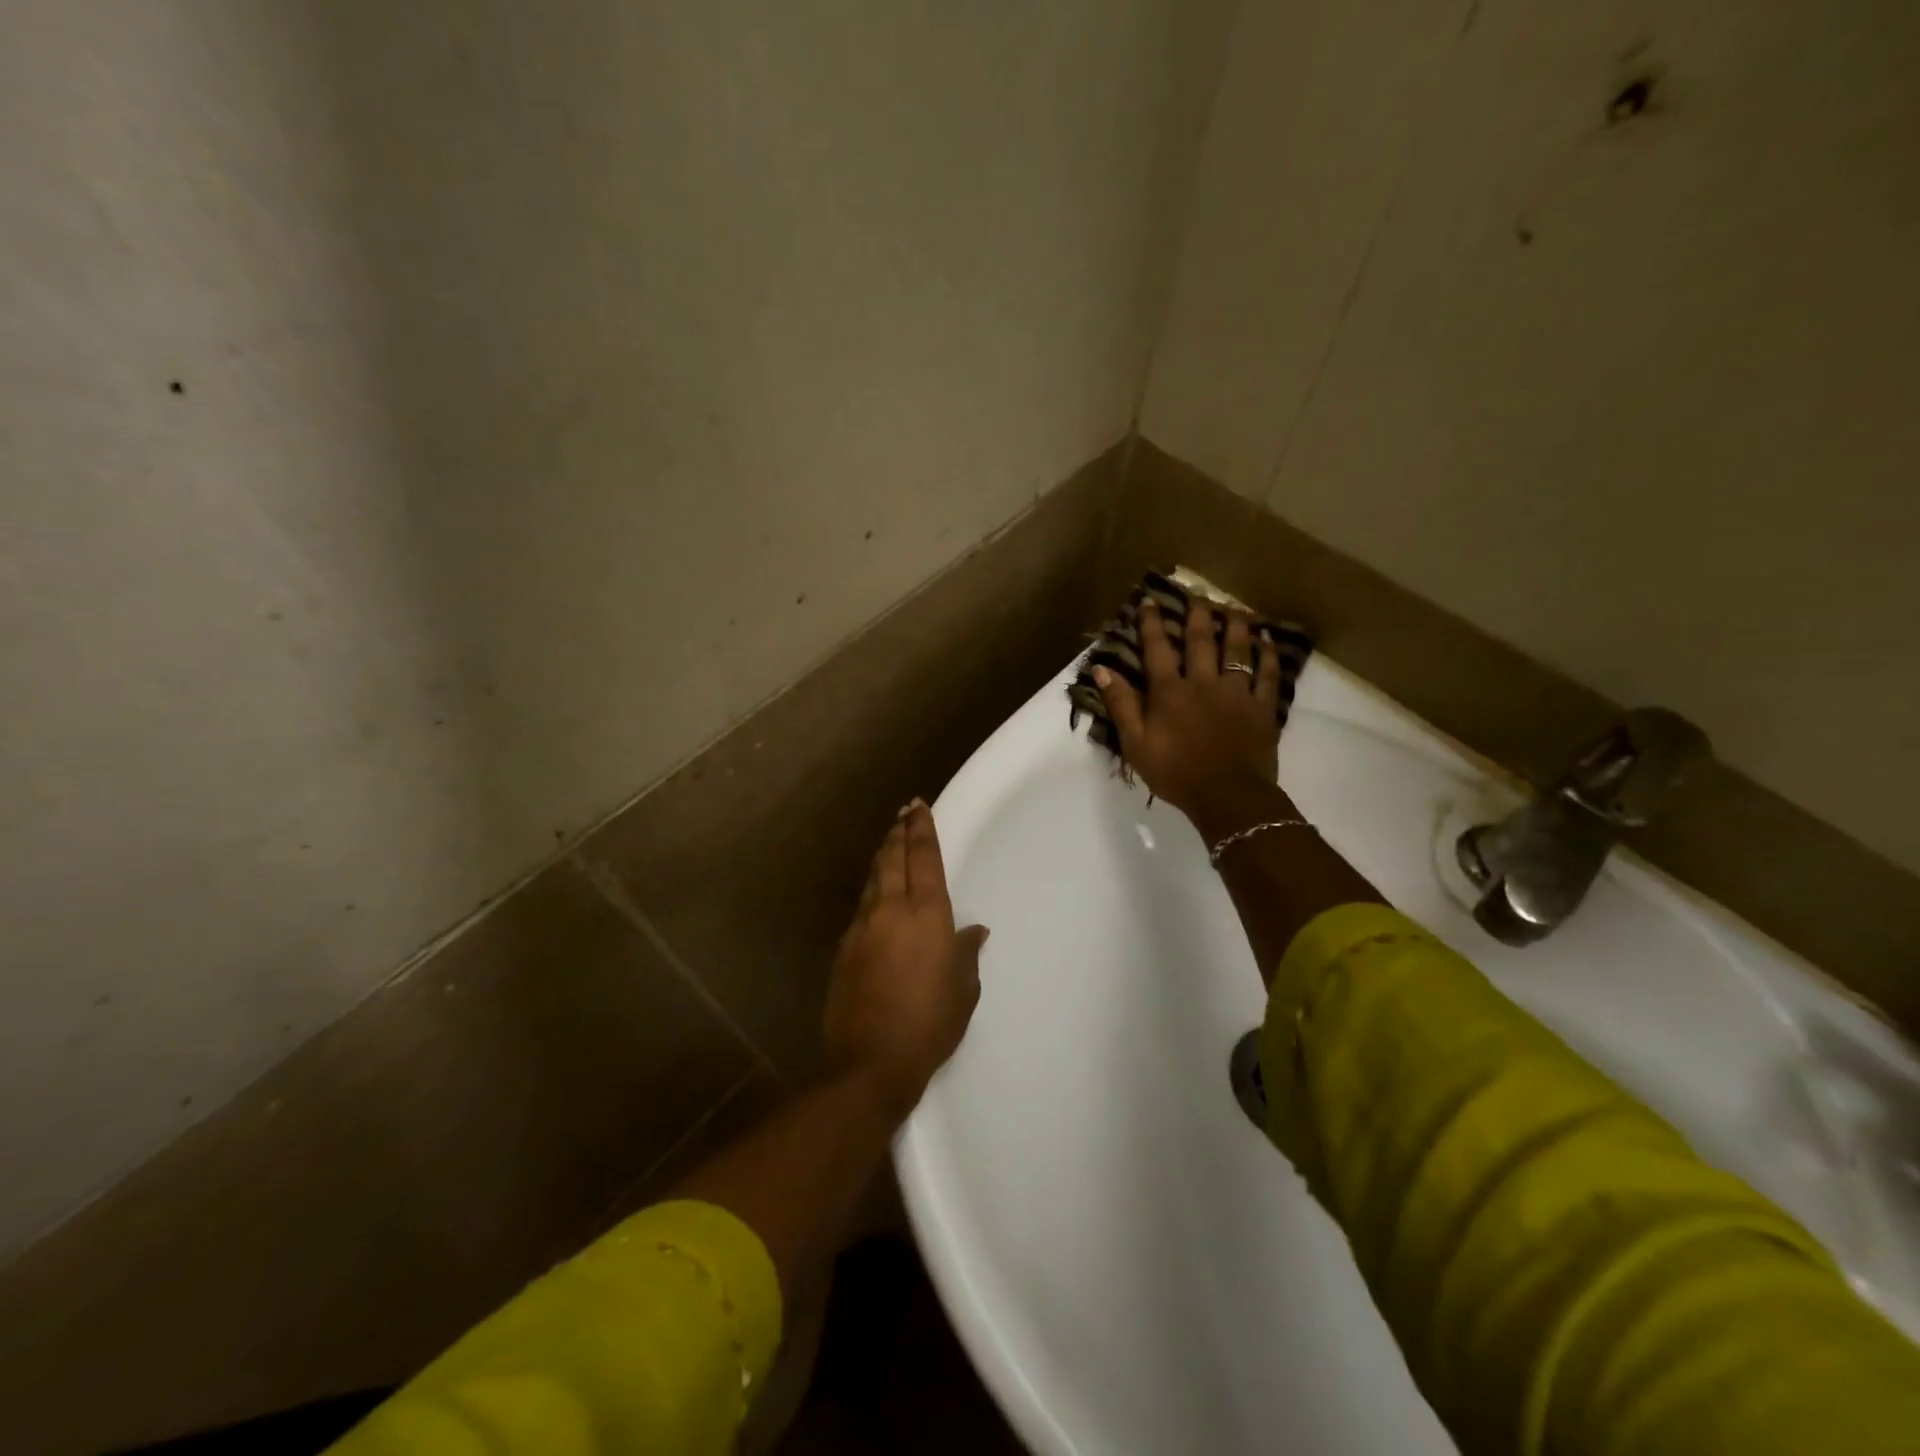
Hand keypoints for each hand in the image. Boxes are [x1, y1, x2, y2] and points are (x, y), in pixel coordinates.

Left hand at [821, 800, 987, 1113]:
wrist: (870, 1061)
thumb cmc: (930, 1024)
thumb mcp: (963, 990)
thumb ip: (966, 954)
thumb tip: (973, 931)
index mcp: (926, 914)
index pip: (923, 858)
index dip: (921, 828)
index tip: (919, 806)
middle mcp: (891, 909)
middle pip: (892, 857)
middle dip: (899, 832)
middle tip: (903, 812)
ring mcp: (862, 926)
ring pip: (873, 878)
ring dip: (883, 855)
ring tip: (890, 841)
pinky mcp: (844, 947)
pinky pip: (862, 904)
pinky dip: (872, 887)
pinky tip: (877, 892)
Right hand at [1093, 597, 1287, 824]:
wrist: (1227, 796)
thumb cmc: (1175, 772)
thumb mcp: (1135, 743)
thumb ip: (1121, 705)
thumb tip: (1102, 670)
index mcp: (1169, 692)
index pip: (1157, 650)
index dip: (1152, 624)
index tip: (1150, 601)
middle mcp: (1203, 683)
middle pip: (1201, 641)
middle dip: (1197, 614)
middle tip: (1198, 593)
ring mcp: (1237, 693)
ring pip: (1237, 650)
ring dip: (1235, 626)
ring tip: (1234, 608)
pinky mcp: (1262, 708)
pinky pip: (1268, 675)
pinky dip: (1268, 655)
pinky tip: (1268, 641)